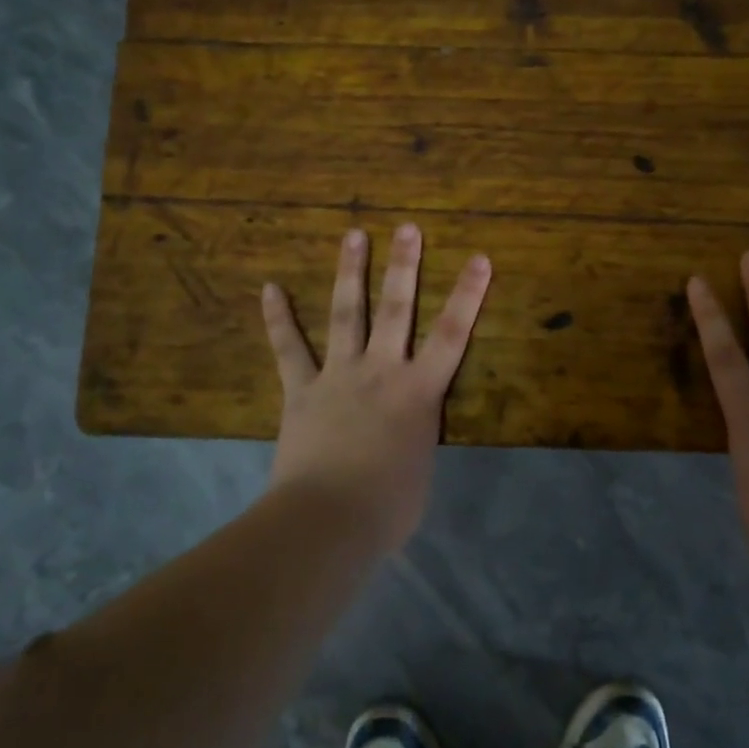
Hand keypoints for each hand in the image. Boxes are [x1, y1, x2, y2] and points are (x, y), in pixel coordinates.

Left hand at [261, 224, 491, 548]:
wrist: (327, 520)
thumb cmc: (388, 507)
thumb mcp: (420, 469)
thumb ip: (416, 438)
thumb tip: (406, 433)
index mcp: (419, 393)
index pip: (453, 334)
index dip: (468, 294)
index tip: (479, 257)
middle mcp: (382, 371)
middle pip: (396, 309)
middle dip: (404, 266)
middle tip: (407, 227)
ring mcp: (338, 376)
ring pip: (346, 314)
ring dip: (350, 272)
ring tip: (353, 234)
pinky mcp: (302, 390)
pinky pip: (288, 349)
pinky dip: (278, 318)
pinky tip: (269, 288)